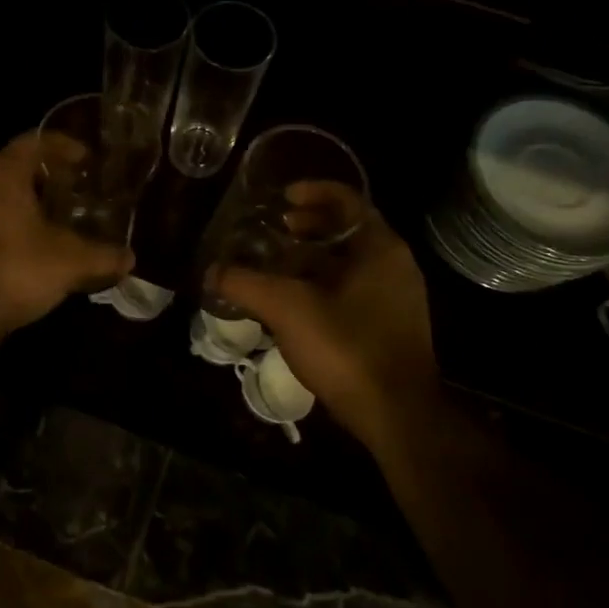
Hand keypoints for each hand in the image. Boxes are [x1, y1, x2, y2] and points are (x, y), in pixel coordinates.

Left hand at [0, 131, 134, 342]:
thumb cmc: (13, 271)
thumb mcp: (69, 263)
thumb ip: (104, 256)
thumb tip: (130, 258)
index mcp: (2, 171)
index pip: (36, 141)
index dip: (65, 147)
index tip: (87, 161)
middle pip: (15, 165)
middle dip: (47, 177)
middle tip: (76, 192)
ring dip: (25, 201)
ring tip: (54, 220)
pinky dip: (6, 221)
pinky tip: (26, 245)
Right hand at [215, 194, 439, 455]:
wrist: (397, 416)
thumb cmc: (347, 348)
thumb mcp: (287, 309)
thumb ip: (245, 284)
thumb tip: (211, 271)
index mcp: (380, 248)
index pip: (347, 199)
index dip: (312, 191)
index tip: (281, 198)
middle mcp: (395, 265)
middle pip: (348, 229)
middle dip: (309, 226)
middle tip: (274, 230)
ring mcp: (396, 298)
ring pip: (350, 262)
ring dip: (313, 257)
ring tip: (276, 265)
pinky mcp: (390, 327)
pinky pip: (353, 289)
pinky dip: (323, 284)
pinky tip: (294, 304)